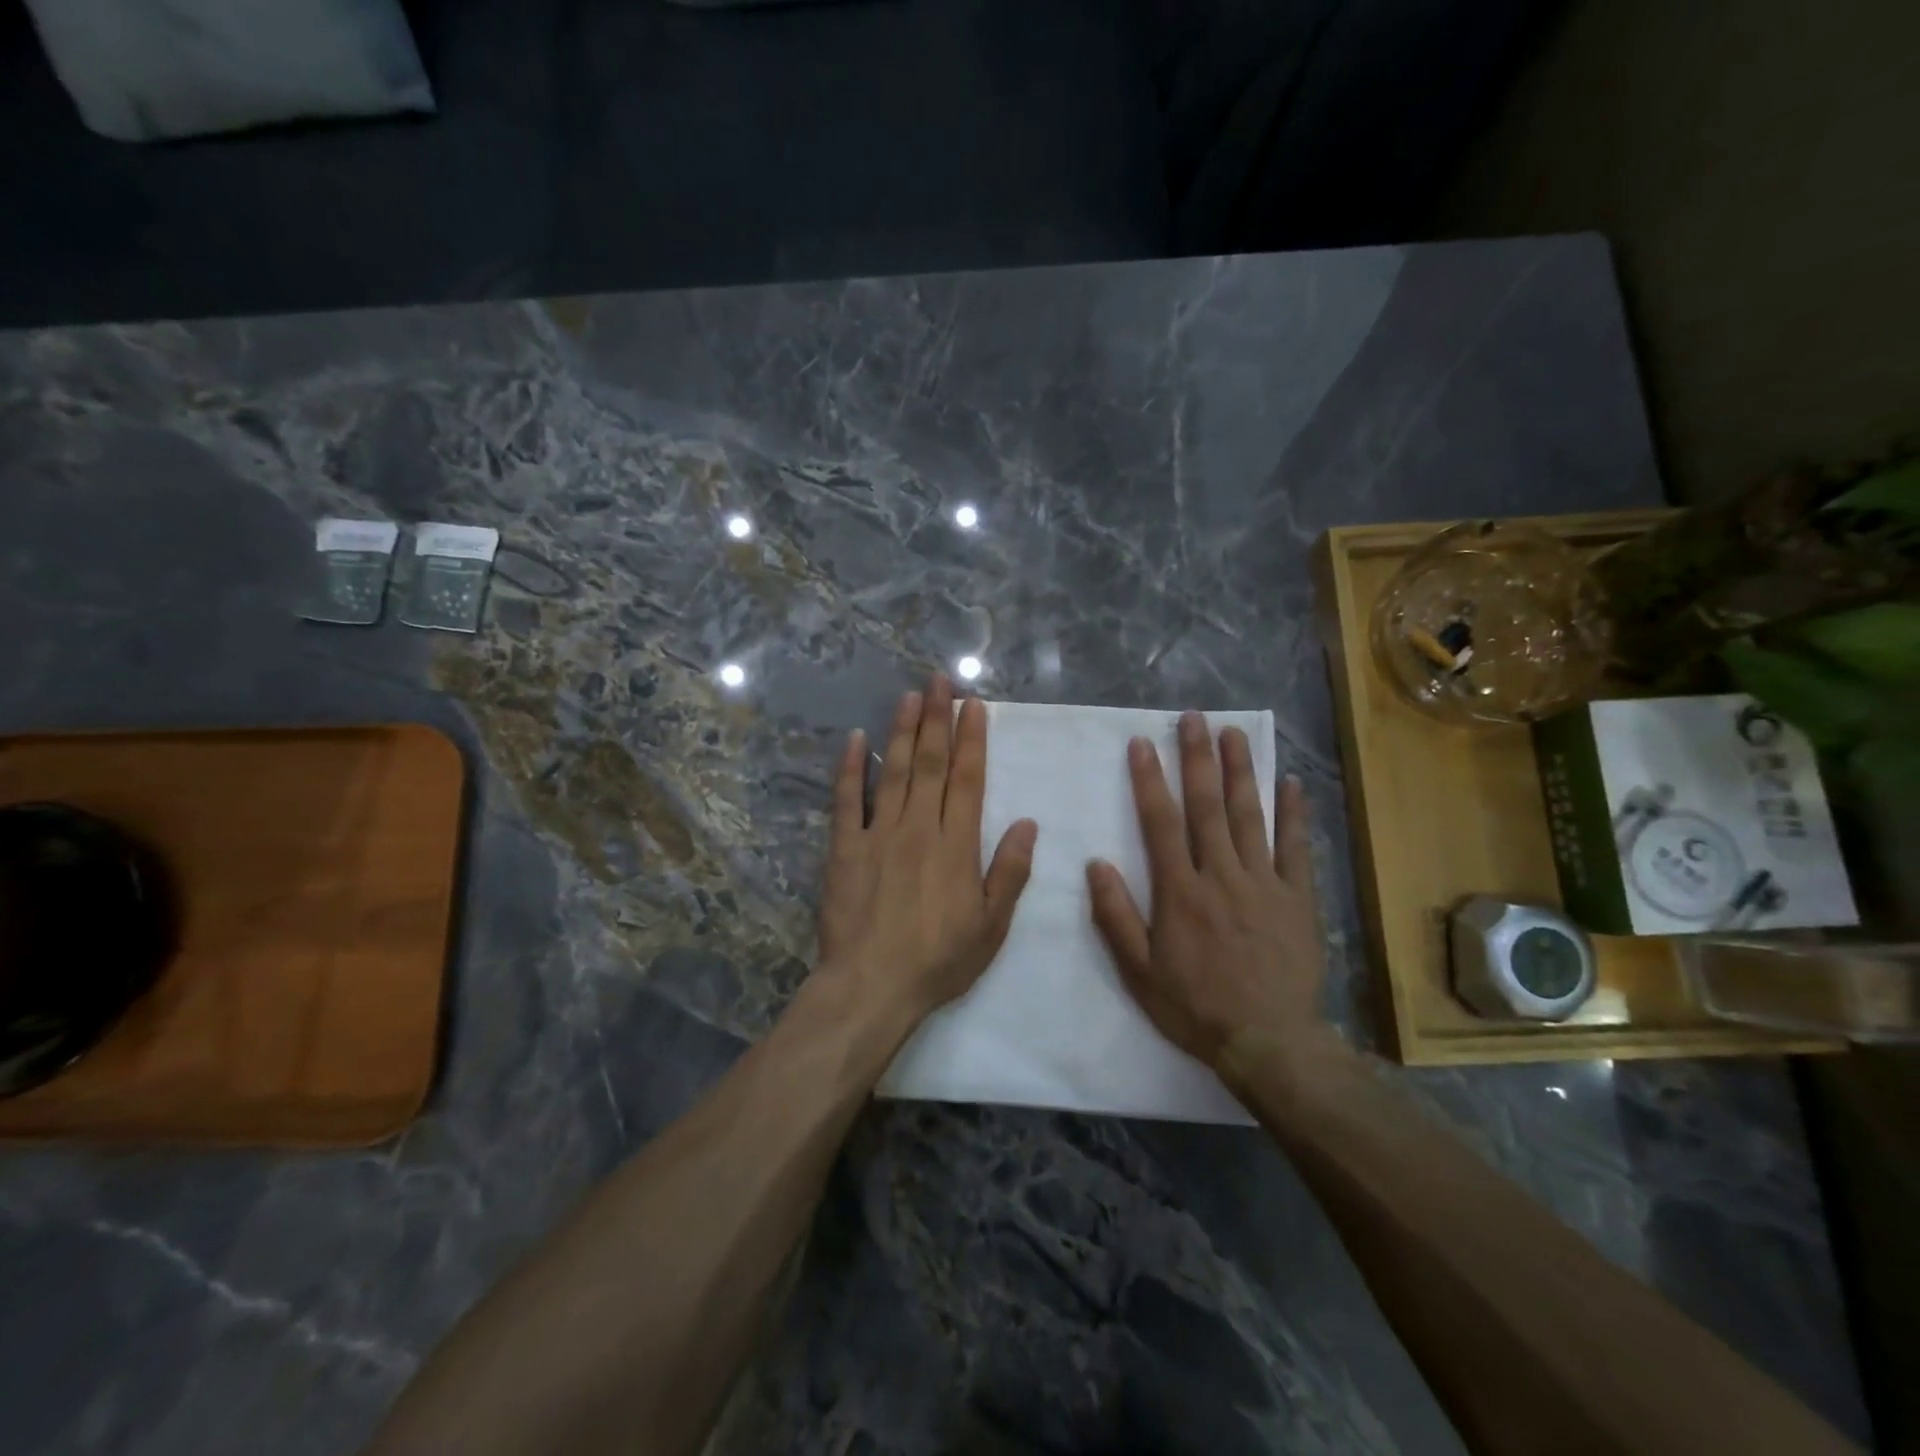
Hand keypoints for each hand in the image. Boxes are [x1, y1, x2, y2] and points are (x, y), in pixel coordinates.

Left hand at [814, 675, 1038, 1036]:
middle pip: (930, 763)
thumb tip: (1028, 824)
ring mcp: (878, 834)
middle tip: (939, 679)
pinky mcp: (844, 848)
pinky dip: (850, 768)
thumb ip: (1009, 871)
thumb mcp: (991, 926)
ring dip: (902, 730)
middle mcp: (919, 827)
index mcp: (957, 844)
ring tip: (909, 695)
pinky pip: (847, 800)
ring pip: (893, 771)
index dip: (971, 738)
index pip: (967, 778)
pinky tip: (855, 739)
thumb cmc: (938, 960)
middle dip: (937, 718)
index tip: (973, 705)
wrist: (872, 985)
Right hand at [1086, 711, 1323, 1068]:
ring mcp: (1264, 884)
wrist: (1268, 1042)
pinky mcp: (1298, 898)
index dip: (1150, 781)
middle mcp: (1221, 876)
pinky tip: (1290, 782)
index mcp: (1180, 892)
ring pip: (1250, 817)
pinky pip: (1297, 848)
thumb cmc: (1195, 1007)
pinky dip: (1294, 814)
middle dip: (1198, 759)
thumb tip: (1096, 864)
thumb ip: (1116, 916)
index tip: (1143, 744)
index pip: (1161, 824)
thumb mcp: (1139, 971)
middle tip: (1194, 718)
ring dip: (1241, 772)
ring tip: (1234, 733)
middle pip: (1208, 807)